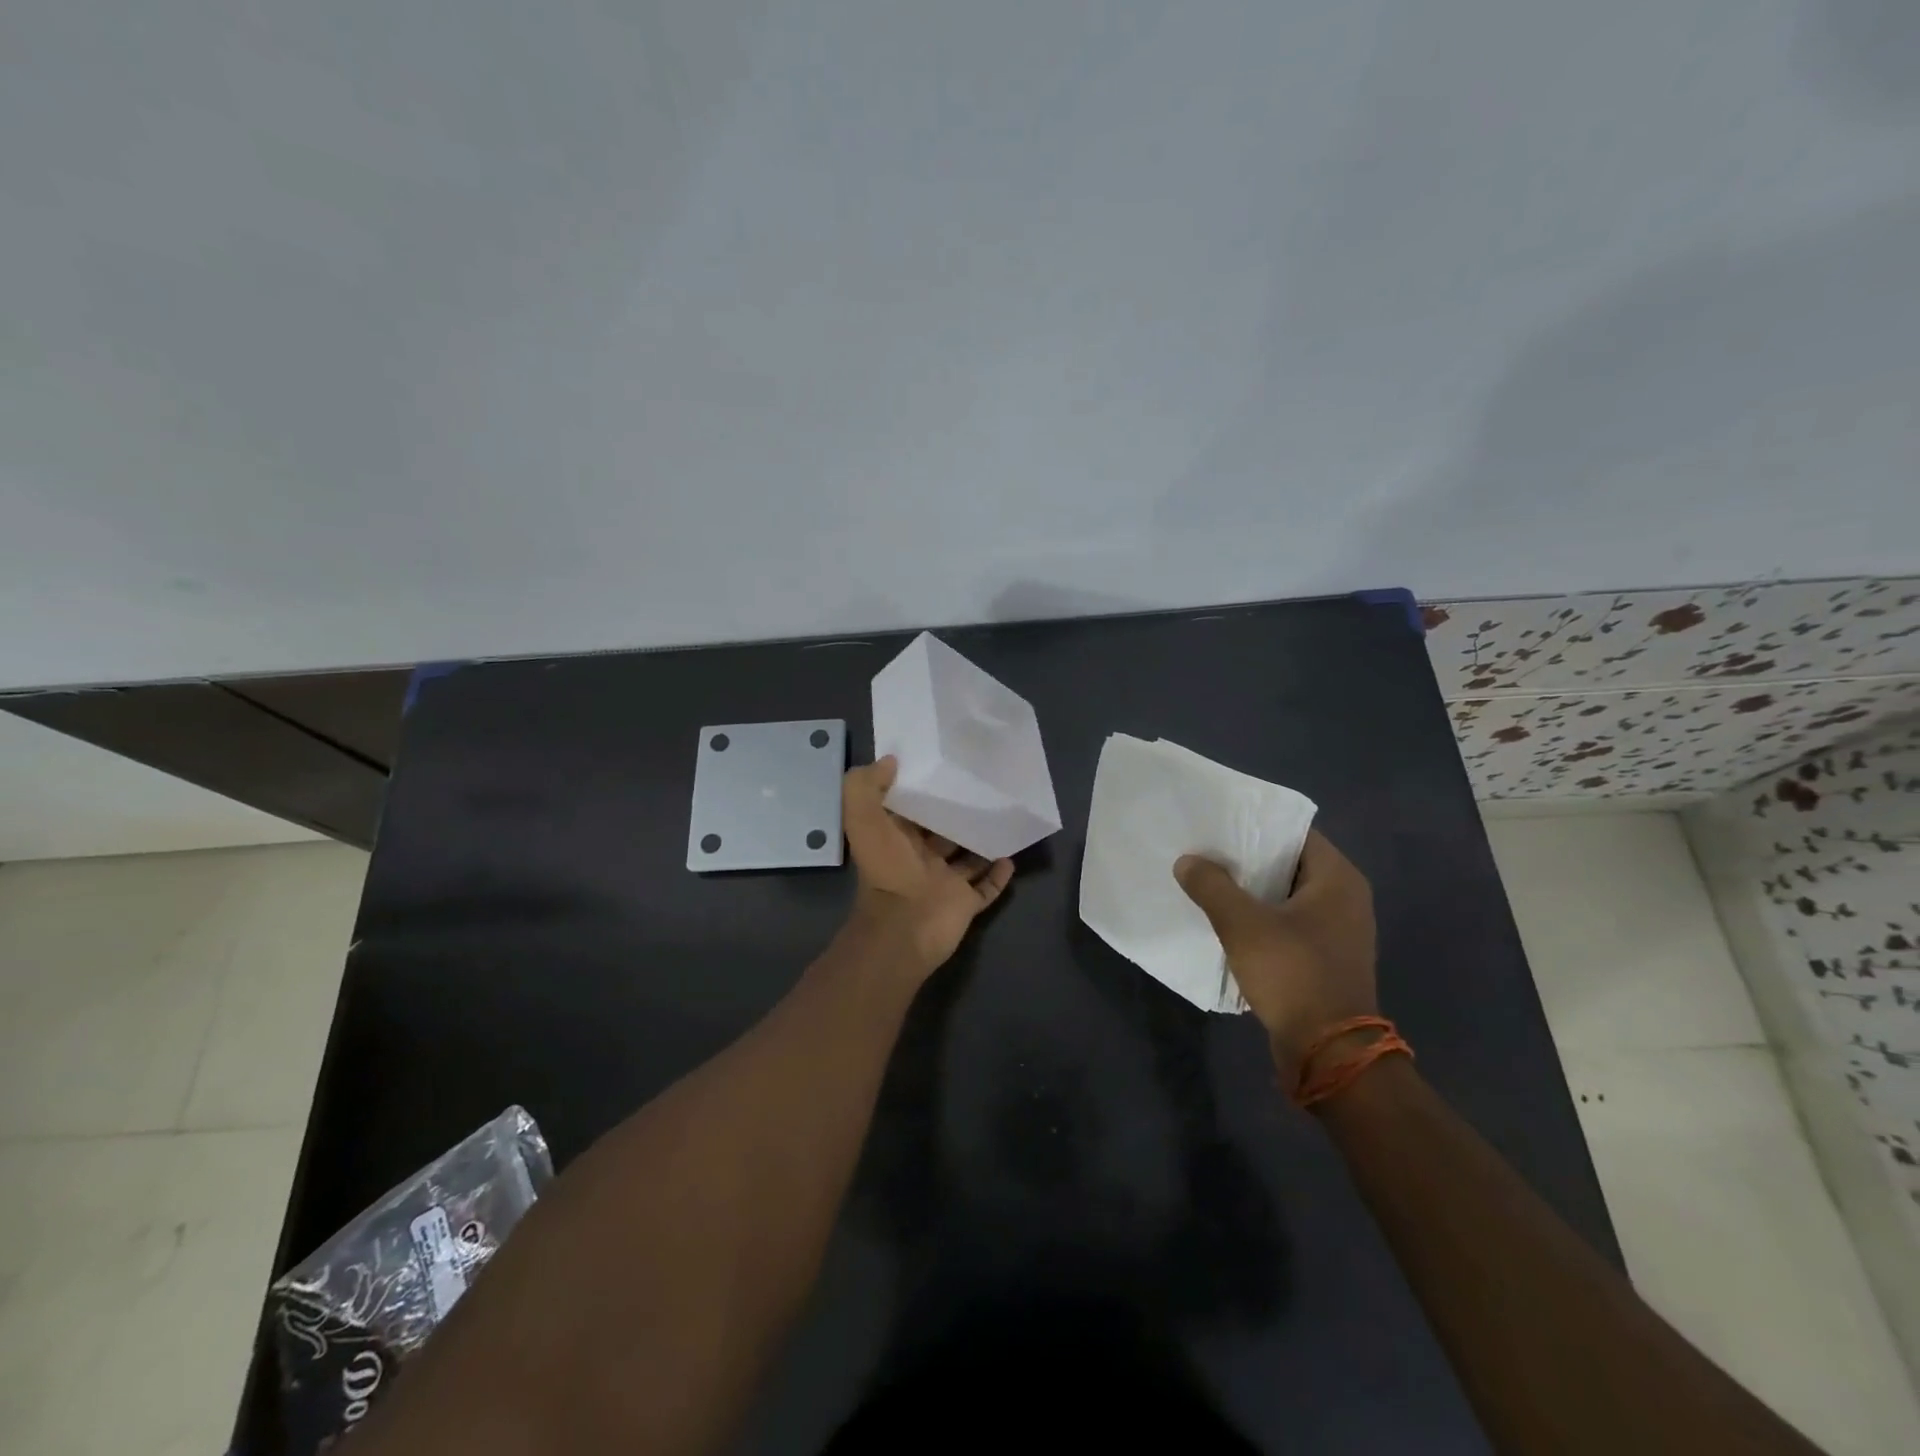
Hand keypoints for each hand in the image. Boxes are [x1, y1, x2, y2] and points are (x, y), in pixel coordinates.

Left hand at [842, 757, 1014, 975]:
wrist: (905, 927)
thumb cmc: (887, 870)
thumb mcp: (863, 819)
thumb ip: (865, 786)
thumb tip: (890, 761)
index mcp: (895, 838)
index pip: (910, 808)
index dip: (922, 788)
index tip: (943, 765)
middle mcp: (920, 858)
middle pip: (942, 830)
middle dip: (958, 813)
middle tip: (983, 787)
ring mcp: (944, 882)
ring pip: (967, 857)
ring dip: (982, 841)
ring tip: (1004, 816)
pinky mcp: (964, 903)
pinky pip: (985, 887)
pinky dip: (998, 874)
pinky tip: (1011, 855)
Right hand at [1174, 830, 1378, 1077]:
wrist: (1330, 1052)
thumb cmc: (1293, 974)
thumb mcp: (1242, 924)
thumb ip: (1212, 886)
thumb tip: (1187, 861)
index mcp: (1338, 879)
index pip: (1296, 833)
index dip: (1257, 826)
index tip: (1219, 824)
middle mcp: (1346, 899)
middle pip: (1290, 864)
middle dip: (1249, 859)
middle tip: (1207, 851)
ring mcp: (1339, 932)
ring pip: (1287, 897)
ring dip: (1253, 892)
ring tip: (1210, 883)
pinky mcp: (1326, 959)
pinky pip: (1290, 925)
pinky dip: (1262, 919)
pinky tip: (1229, 922)